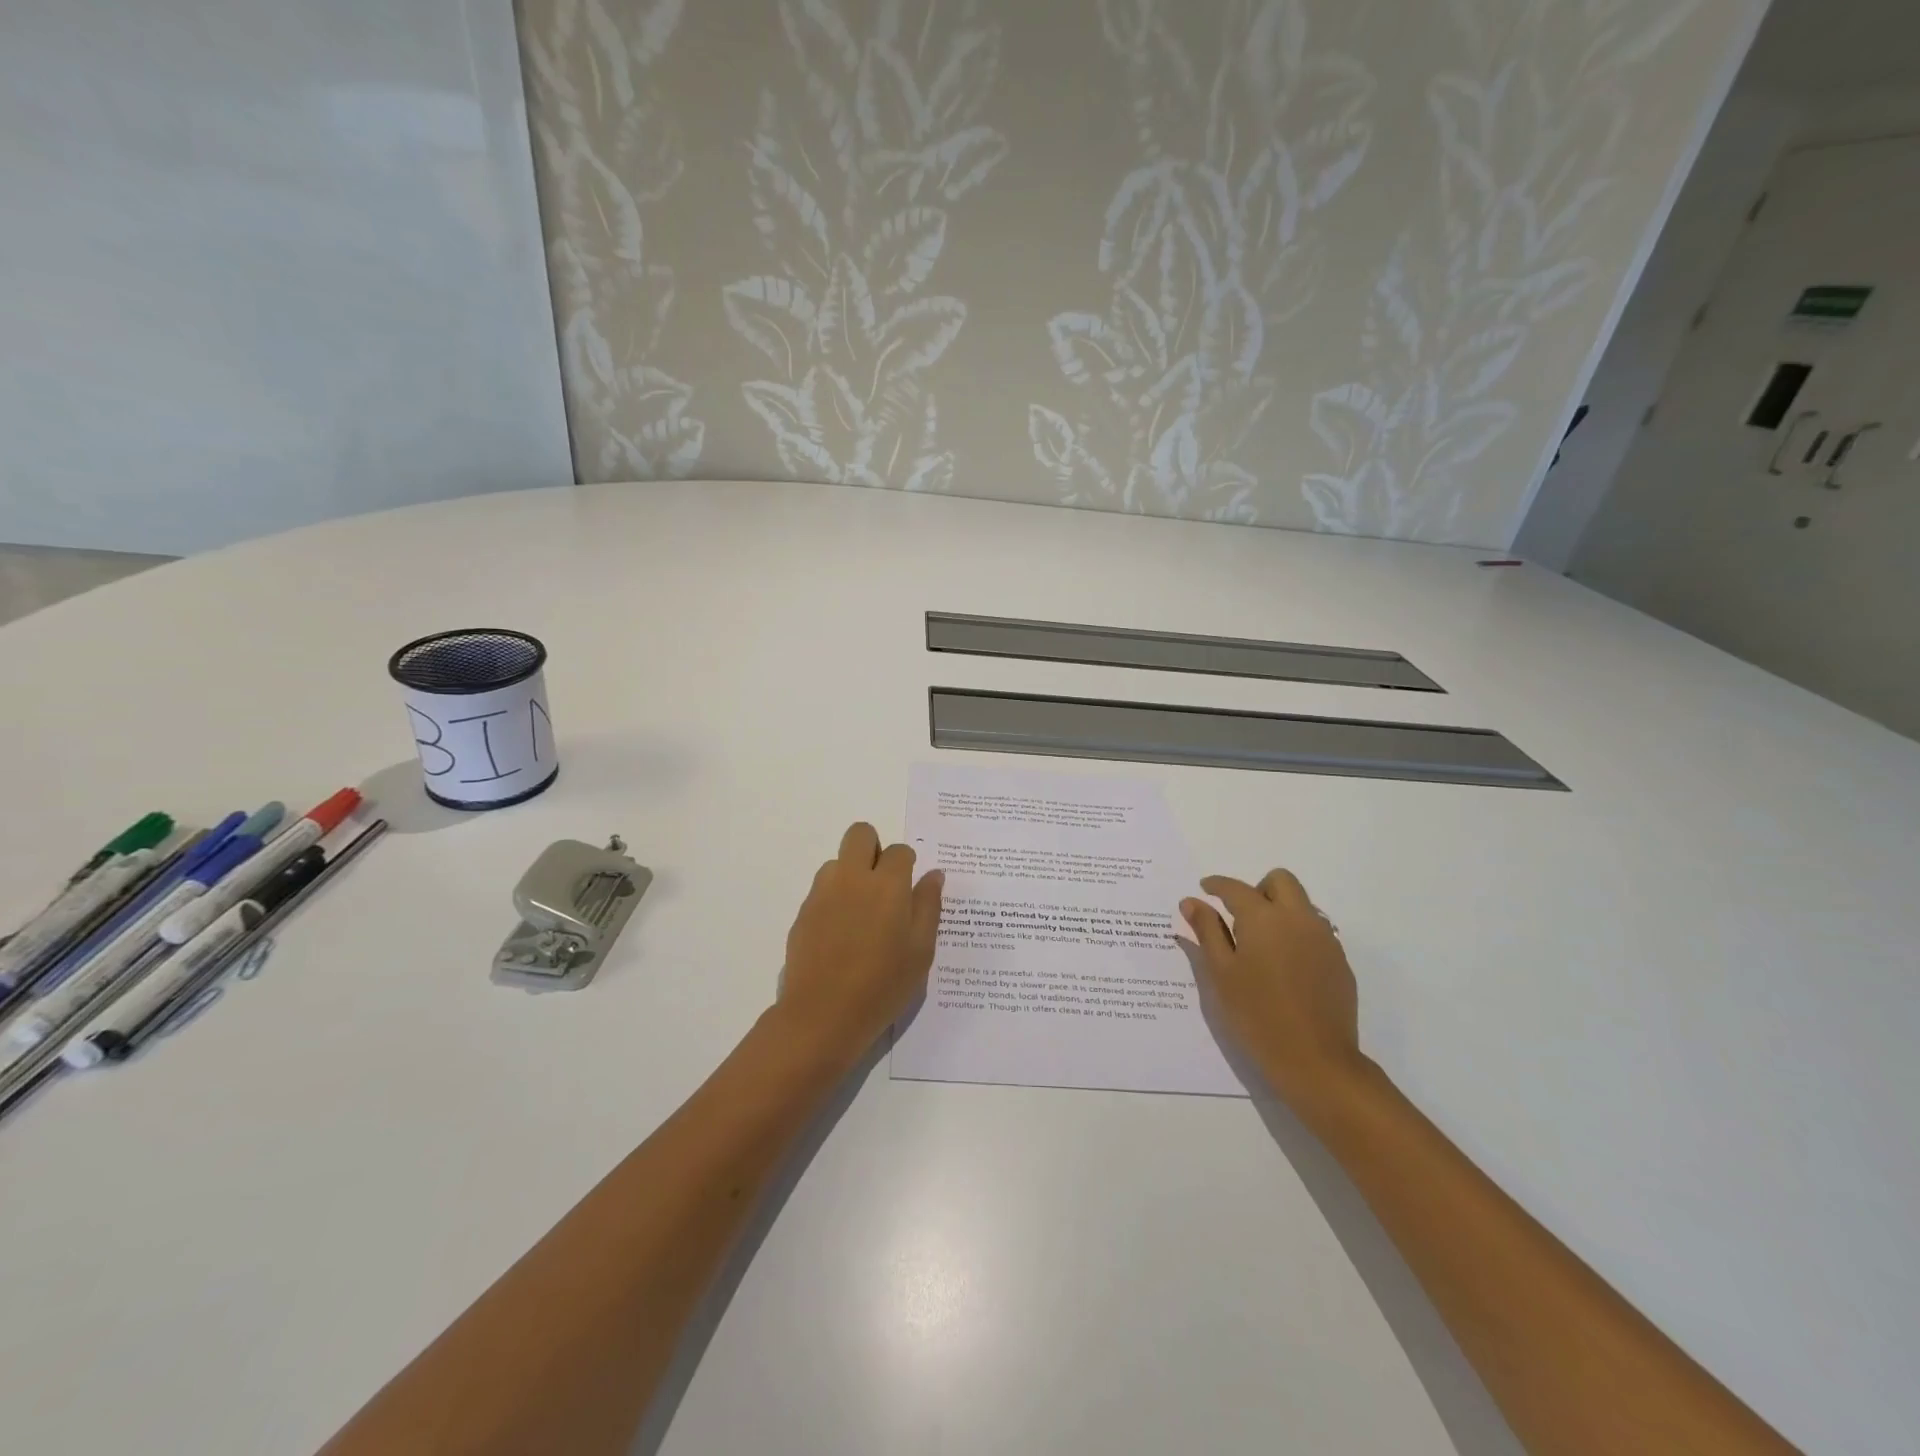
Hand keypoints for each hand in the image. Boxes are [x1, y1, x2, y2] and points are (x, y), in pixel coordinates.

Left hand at [777, 823, 943, 1060]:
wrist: (823, 1015)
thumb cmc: (883, 985)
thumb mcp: (921, 950)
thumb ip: (929, 906)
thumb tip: (934, 875)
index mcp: (888, 884)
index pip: (900, 851)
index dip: (907, 866)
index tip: (909, 891)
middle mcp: (852, 878)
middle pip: (860, 834)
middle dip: (874, 848)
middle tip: (883, 885)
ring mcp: (823, 893)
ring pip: (838, 861)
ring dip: (852, 874)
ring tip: (861, 915)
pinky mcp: (803, 912)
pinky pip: (822, 889)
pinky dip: (834, 899)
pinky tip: (841, 936)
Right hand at [1181, 871, 1367, 1110]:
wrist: (1316, 1061)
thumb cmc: (1257, 1015)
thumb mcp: (1221, 973)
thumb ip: (1207, 931)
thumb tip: (1192, 901)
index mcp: (1264, 918)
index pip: (1236, 888)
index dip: (1217, 885)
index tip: (1204, 888)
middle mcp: (1298, 918)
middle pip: (1280, 880)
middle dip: (1257, 889)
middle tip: (1239, 916)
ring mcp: (1325, 939)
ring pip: (1301, 905)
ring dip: (1279, 910)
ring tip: (1260, 945)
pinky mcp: (1339, 962)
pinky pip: (1315, 931)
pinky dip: (1296, 934)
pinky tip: (1284, 968)